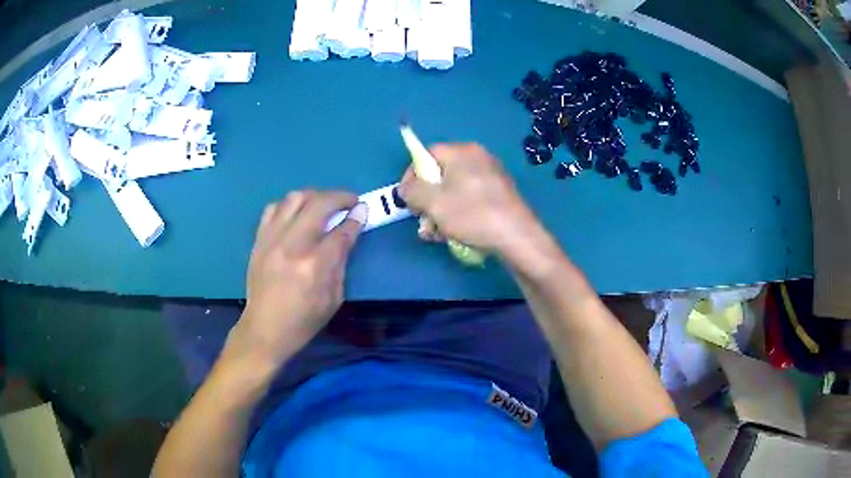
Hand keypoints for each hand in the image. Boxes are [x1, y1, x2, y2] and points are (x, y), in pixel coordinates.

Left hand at [227, 191, 367, 369]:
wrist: (264, 329)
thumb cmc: (303, 320)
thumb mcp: (333, 298)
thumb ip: (341, 261)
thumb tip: (349, 232)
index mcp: (315, 265)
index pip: (341, 231)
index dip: (356, 217)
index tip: (363, 209)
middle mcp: (293, 245)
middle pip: (319, 204)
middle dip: (340, 197)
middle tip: (350, 201)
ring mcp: (272, 239)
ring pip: (295, 198)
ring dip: (315, 196)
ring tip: (324, 204)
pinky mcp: (259, 239)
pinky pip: (273, 208)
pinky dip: (289, 205)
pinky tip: (297, 214)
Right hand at [398, 143, 544, 258]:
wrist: (517, 238)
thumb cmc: (472, 215)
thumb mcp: (434, 203)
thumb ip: (412, 191)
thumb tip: (405, 188)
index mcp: (463, 152)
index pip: (427, 154)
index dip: (412, 175)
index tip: (408, 199)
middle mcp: (478, 158)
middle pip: (441, 174)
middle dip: (427, 200)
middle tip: (424, 221)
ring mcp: (491, 176)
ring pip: (454, 191)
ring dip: (440, 212)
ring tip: (438, 235)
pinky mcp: (499, 195)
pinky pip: (470, 199)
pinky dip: (459, 214)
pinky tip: (456, 234)